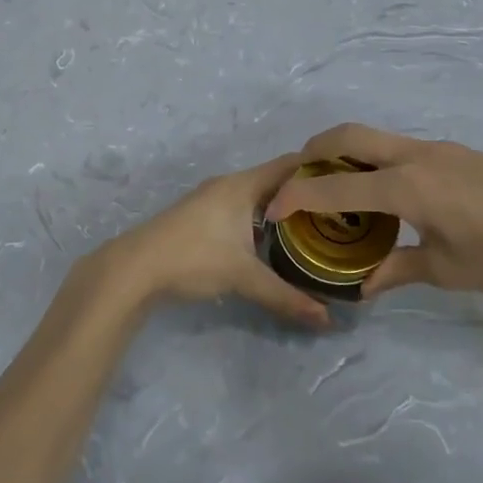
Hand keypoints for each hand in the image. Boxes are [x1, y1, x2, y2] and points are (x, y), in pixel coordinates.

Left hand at [103, 154, 330, 328]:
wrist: (134, 268)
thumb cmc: (193, 258)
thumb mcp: (243, 277)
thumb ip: (286, 296)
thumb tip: (326, 319)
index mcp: (242, 185)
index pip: (289, 164)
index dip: (318, 167)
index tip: (347, 179)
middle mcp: (229, 184)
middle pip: (275, 179)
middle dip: (303, 191)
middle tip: (337, 209)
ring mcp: (211, 199)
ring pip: (257, 195)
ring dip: (281, 206)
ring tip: (312, 225)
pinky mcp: (201, 216)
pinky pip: (243, 207)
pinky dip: (262, 217)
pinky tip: (273, 240)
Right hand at [263, 124, 482, 299]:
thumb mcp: (444, 270)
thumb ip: (397, 271)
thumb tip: (363, 287)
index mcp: (406, 186)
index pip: (336, 187)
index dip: (298, 196)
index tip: (274, 209)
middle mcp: (414, 156)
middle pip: (349, 135)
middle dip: (314, 149)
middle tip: (298, 177)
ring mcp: (435, 148)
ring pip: (374, 137)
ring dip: (345, 152)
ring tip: (336, 187)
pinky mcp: (451, 152)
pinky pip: (397, 146)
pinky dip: (373, 159)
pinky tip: (384, 192)